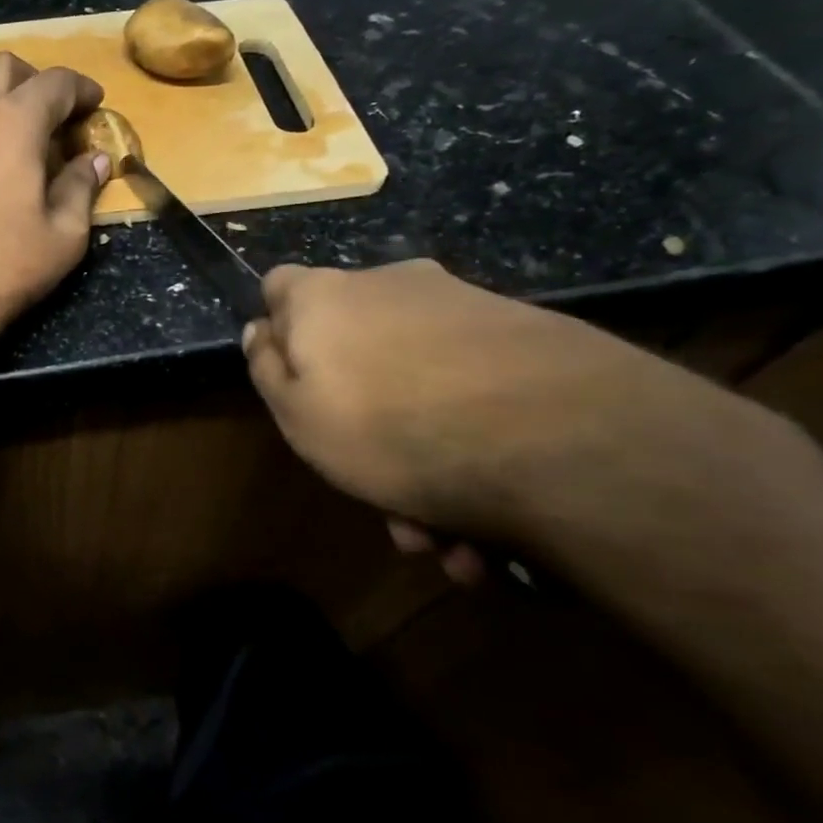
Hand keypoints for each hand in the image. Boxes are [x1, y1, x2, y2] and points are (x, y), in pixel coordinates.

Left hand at [0, 51, 109, 366]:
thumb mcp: (65, 236)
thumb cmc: (5, 270)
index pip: (56, 83)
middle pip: (1, 66)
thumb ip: (81, 188)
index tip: (92, 106)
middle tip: (46, 111)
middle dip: (31, 78)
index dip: (81, 89)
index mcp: (16, 123)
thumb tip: (95, 160)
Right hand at [240, 259, 785, 547]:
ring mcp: (466, 310)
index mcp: (325, 299)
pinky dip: (474, 451)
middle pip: (355, 345)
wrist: (561, 440)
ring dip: (423, 458)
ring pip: (420, 385)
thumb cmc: (389, 429)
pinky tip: (488, 525)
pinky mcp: (532, 340)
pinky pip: (477, 397)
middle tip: (376, 491)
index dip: (278, 328)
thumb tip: (261, 330)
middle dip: (360, 417)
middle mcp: (393, 288)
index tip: (290, 377)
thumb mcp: (296, 415)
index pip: (278, 286)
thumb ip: (268, 370)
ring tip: (443, 535)